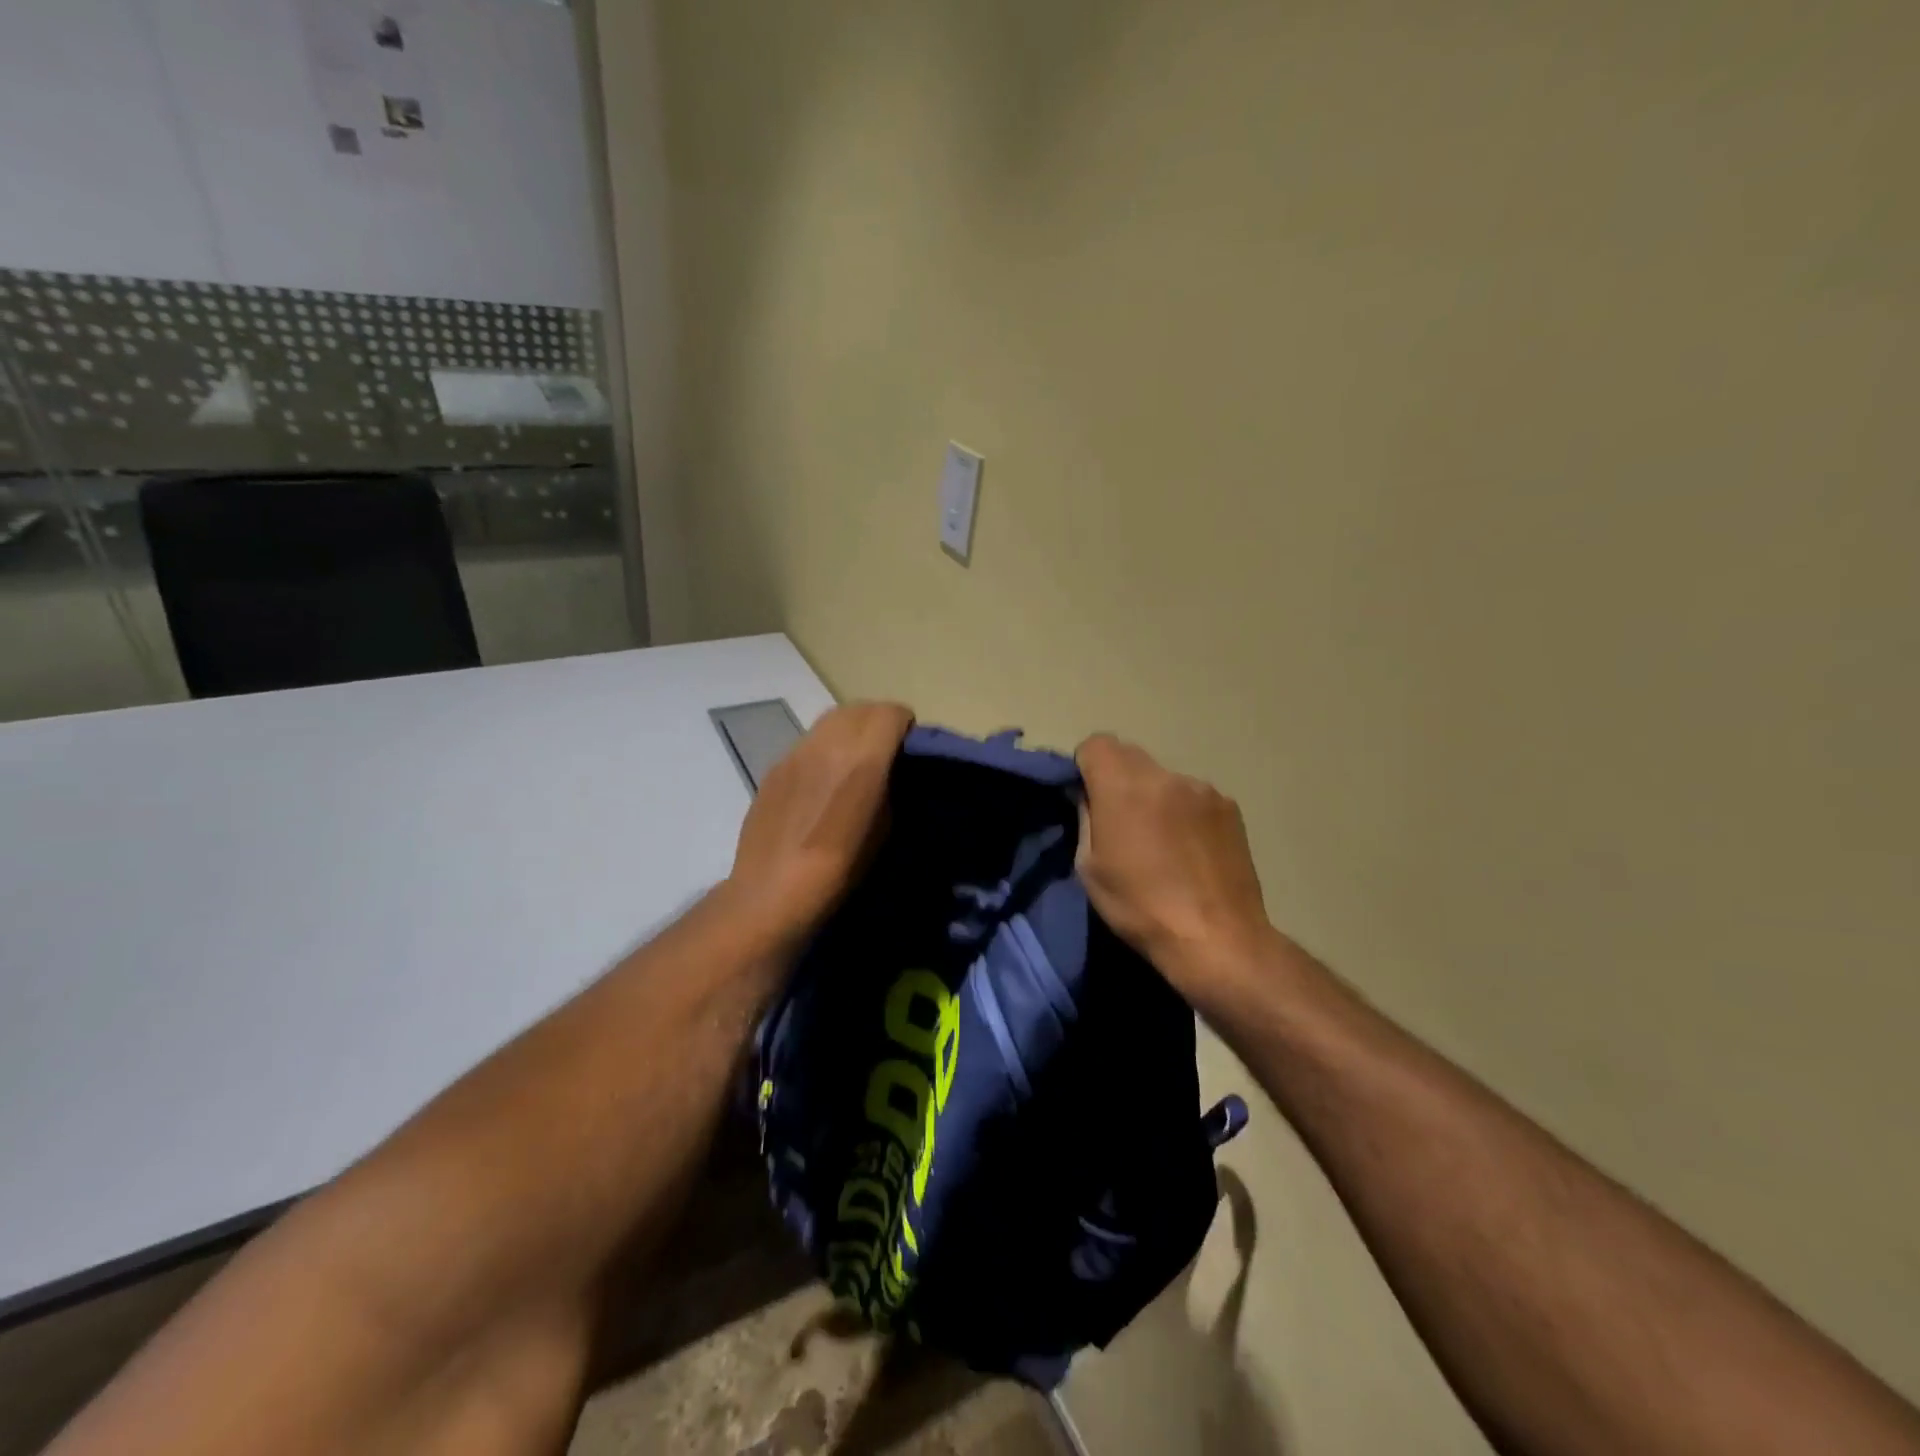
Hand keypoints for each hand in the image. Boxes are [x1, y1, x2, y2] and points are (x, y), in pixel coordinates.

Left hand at [726, 702, 913, 940]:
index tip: (909, 749)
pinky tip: (820, 784)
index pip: (891, 713)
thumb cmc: (839, 871)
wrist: (771, 894)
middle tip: (884, 751)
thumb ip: (889, 787)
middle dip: (878, 722)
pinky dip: (823, 749)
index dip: (905, 726)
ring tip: (853, 763)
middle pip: (860, 708)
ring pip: (830, 720)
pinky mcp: (773, 768)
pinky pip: (806, 742)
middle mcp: (827, 745)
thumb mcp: (885, 830)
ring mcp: (795, 753)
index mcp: (862, 759)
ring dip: (850, 730)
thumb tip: (888, 772)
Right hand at [1076, 734, 1274, 1000]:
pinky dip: (1184, 812)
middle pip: (1130, 755)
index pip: (1096, 743)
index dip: (1086, 765)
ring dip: (1154, 796)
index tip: (1087, 797)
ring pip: (1163, 777)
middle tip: (1120, 820)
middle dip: (1118, 778)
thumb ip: (1086, 818)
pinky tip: (1190, 850)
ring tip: (1161, 842)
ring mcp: (1202, 789)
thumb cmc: (1140, 907)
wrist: (1216, 938)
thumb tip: (1088, 796)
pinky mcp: (1230, 807)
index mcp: (1123, 786)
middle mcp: (1164, 775)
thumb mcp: (1089, 867)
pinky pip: (1193, 796)